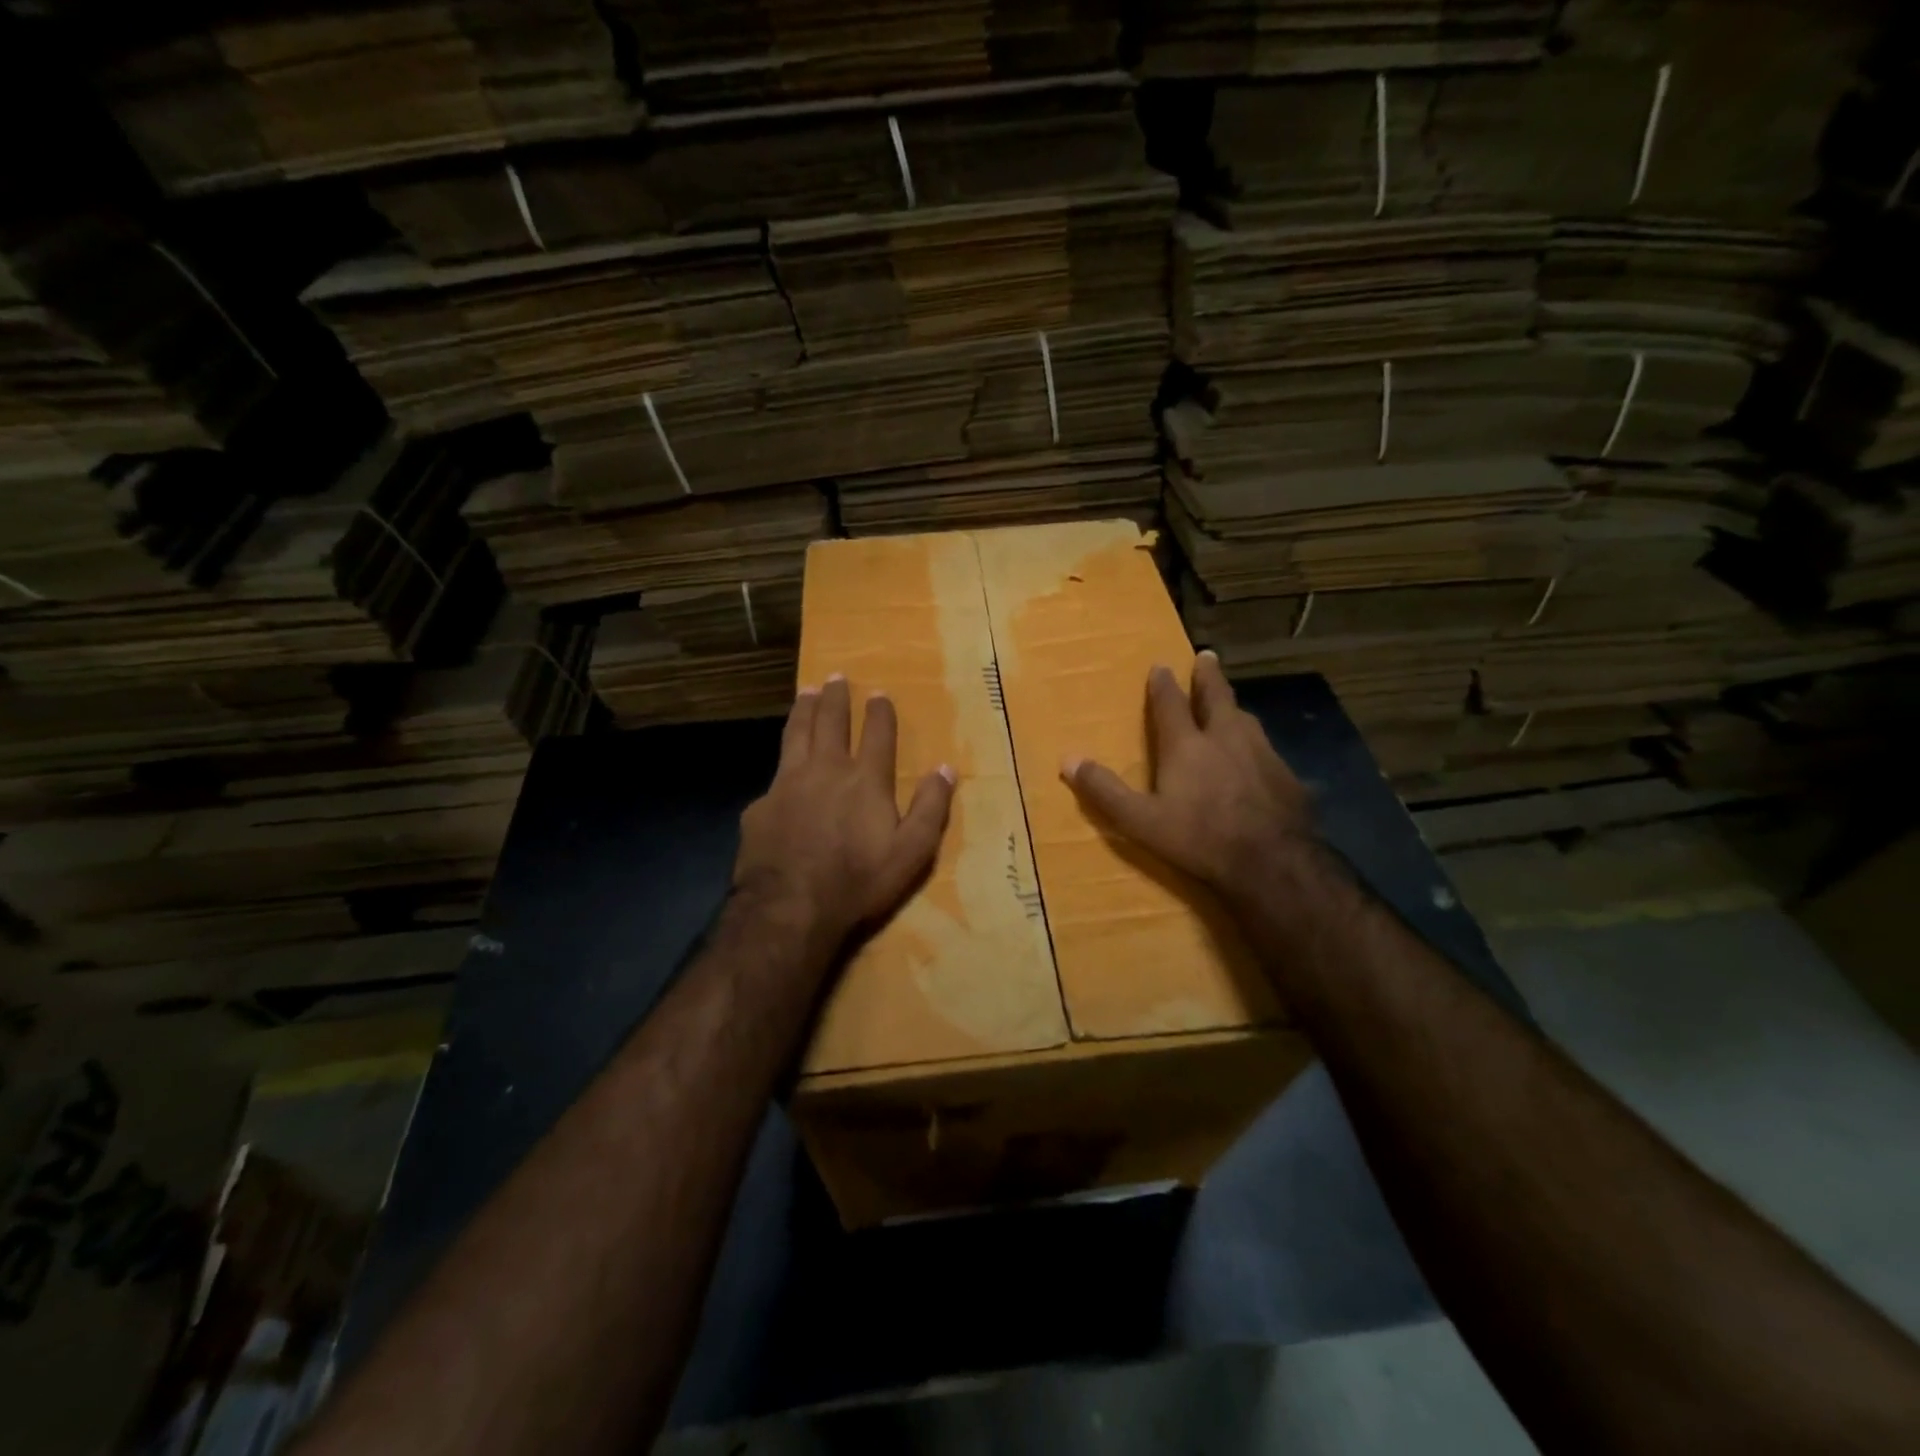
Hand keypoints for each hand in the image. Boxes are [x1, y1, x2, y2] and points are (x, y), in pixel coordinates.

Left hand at [734, 675, 956, 952]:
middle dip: (835, 698)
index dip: (879, 712)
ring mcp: (787, 785)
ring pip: (795, 735)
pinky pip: (774, 777)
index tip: (879, 694)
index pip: (877, 734)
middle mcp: (826, 770)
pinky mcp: (760, 806)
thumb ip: (931, 808)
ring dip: (803, 711)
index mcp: (865, 780)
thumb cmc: (858, 881)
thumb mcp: (911, 852)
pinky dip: (782, 766)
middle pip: (830, 722)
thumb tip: (946, 768)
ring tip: (805, 693)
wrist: (790, 907)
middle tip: (835, 678)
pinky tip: (779, 774)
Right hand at [1061, 652, 1314, 903]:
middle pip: (1216, 697)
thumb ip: (1104, 790)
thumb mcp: (1140, 820)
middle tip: (1207, 658)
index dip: (1163, 684)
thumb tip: (1068, 760)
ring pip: (1245, 719)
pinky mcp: (1286, 775)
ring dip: (1233, 707)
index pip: (1171, 704)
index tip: (1161, 665)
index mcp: (1187, 745)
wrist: (1273, 862)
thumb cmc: (1200, 838)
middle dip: (1208, 677)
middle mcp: (1226, 738)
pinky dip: (1255, 742)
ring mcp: (1262, 754)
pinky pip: (1267, 748)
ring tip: (1230, 704)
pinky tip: (1258, 756)